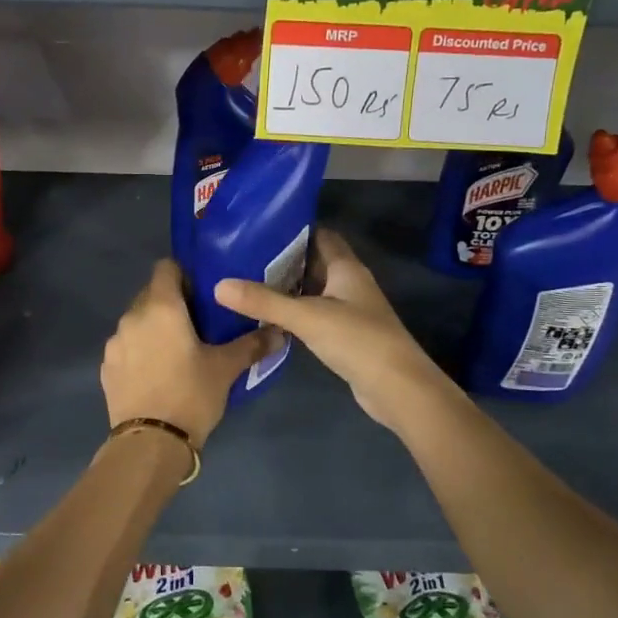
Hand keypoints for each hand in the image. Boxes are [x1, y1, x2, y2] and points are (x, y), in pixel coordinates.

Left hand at [102, 260, 274, 446]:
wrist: (150, 444)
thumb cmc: (191, 395)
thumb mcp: (226, 369)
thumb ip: (252, 345)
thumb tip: (280, 332)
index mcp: (161, 307)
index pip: (166, 267)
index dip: (184, 274)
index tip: (203, 293)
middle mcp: (132, 317)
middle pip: (151, 294)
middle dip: (172, 303)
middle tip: (197, 324)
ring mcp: (114, 343)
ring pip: (137, 322)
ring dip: (154, 328)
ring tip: (177, 351)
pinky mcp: (106, 367)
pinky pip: (126, 347)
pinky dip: (140, 351)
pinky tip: (156, 373)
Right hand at [214, 229, 458, 429]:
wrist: (398, 388)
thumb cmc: (357, 340)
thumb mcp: (306, 317)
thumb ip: (264, 300)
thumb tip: (219, 285)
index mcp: (346, 268)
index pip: (320, 236)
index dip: (294, 230)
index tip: (259, 229)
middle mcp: (349, 284)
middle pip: (314, 263)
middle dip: (283, 260)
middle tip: (243, 258)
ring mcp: (349, 311)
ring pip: (313, 291)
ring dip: (287, 288)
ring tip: (247, 284)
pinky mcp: (345, 336)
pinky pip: (315, 316)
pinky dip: (295, 314)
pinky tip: (269, 318)